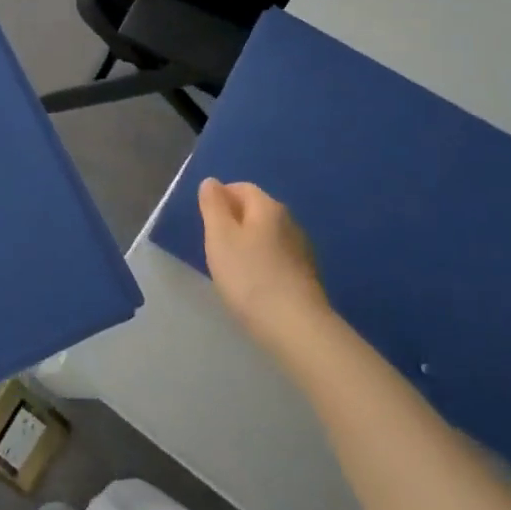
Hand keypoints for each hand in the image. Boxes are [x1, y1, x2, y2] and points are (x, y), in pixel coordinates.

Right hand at [197, 179, 334, 360]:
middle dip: (233, 221)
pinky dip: (261, 262)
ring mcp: (302, 250)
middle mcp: (290, 222)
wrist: (296, 327)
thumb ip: (213, 206)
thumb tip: (211, 182)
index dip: (220, 197)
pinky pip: (277, 258)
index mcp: (268, 207)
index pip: (242, 187)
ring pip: (267, 235)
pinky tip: (253, 284)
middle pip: (256, 211)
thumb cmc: (249, 276)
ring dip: (248, 243)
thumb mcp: (219, 236)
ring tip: (230, 266)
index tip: (205, 220)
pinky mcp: (306, 276)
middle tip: (213, 245)